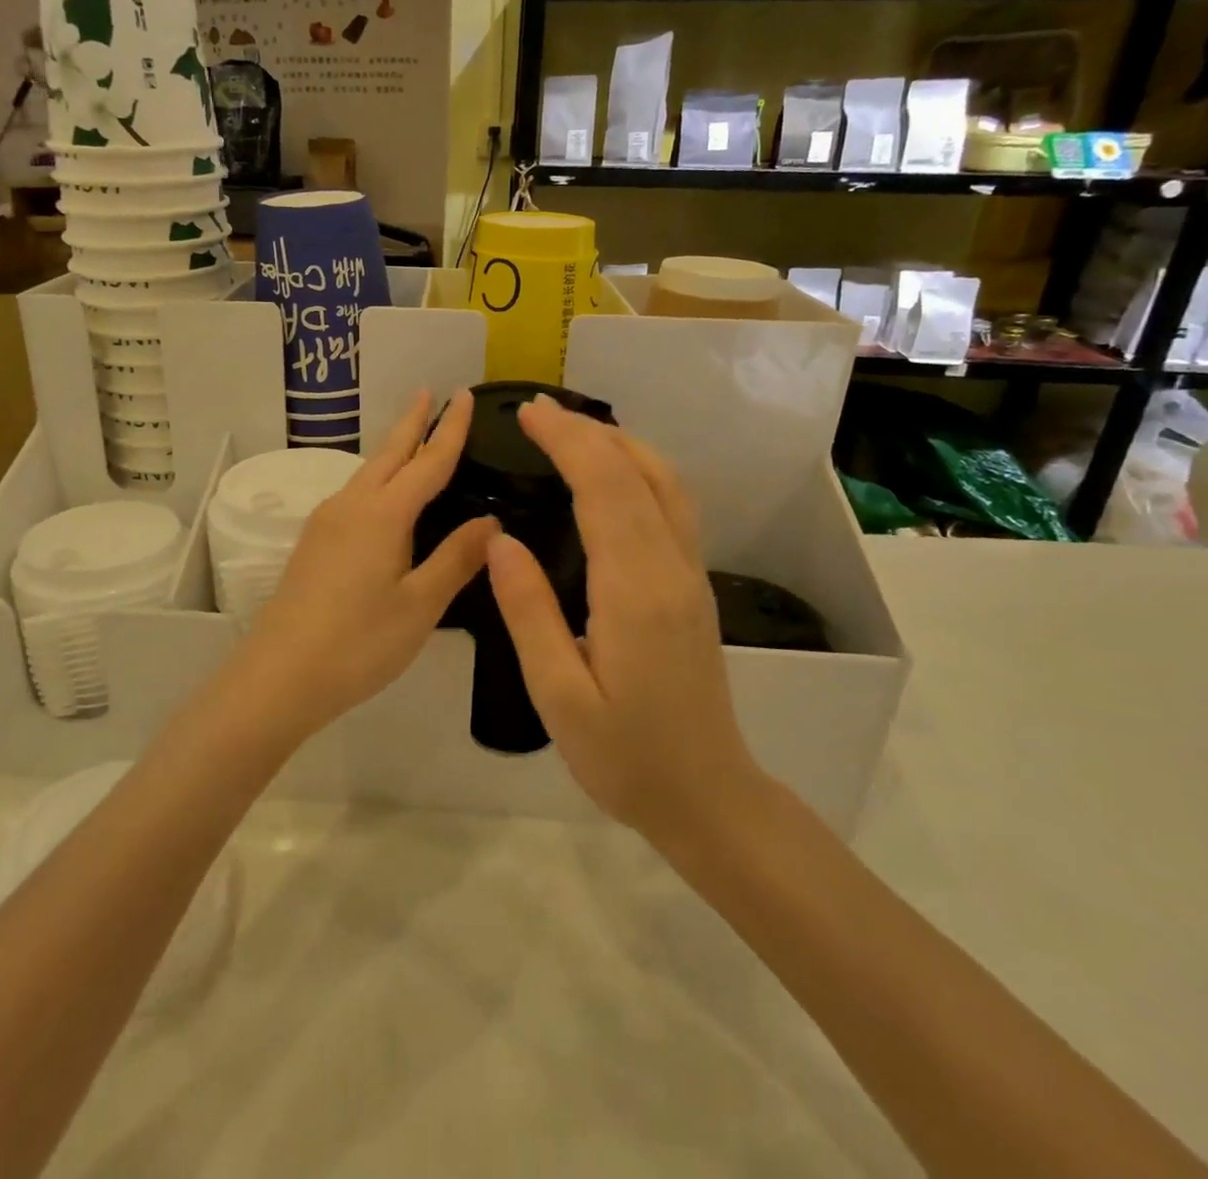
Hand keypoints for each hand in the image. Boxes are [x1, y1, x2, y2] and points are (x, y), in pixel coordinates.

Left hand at [232, 388, 495, 740]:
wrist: (279, 675)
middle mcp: (352, 504)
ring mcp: (326, 522)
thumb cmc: (359, 642)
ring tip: (413, 437)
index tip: (465, 395)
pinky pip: (354, 494)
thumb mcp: (420, 604)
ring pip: (368, 472)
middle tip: (431, 392)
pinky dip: (378, 479)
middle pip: (389, 453)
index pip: (428, 460)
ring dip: (393, 450)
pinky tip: (383, 496)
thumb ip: (457, 558)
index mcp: (384, 513)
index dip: (450, 428)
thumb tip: (492, 521)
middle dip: (413, 422)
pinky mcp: (313, 542)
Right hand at [485, 396, 762, 850]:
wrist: (706, 795)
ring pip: (666, 482)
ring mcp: (691, 574)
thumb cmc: (624, 755)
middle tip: (536, 411)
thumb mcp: (559, 694)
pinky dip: (641, 469)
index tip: (526, 414)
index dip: (567, 441)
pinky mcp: (693, 585)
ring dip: (620, 444)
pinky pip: (673, 505)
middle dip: (587, 431)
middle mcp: (672, 568)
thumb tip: (501, 540)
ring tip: (571, 430)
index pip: (604, 488)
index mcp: (635, 590)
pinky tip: (613, 475)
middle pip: (638, 472)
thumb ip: (529, 612)